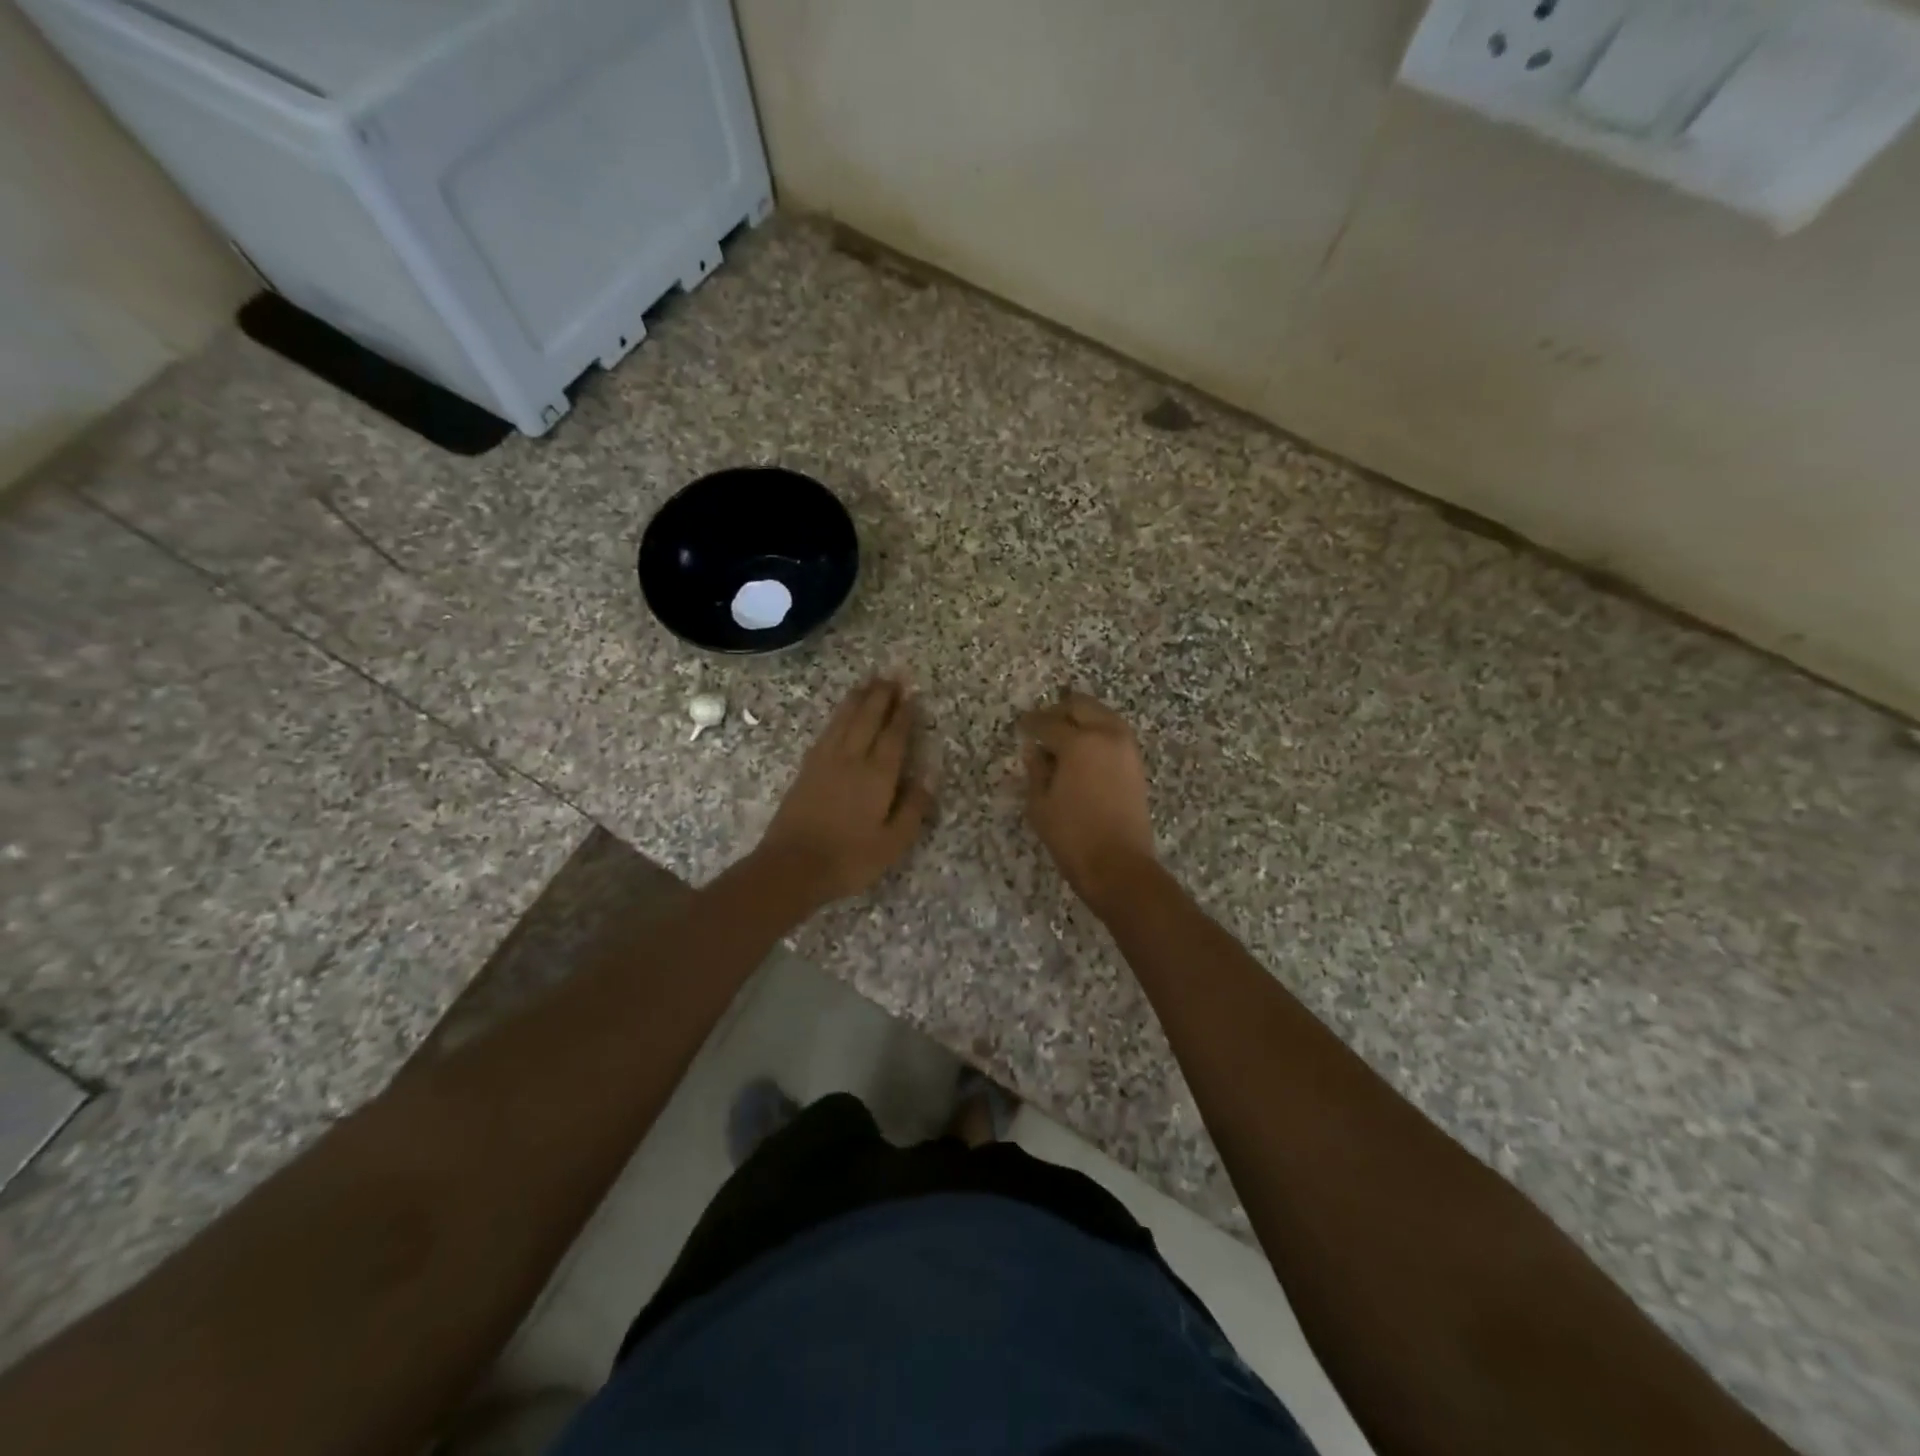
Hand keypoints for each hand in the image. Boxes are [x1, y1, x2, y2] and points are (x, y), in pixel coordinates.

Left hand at [754, 676, 934, 904]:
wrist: (791, 866)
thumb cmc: (849, 859)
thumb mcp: (893, 843)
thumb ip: (913, 809)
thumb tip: (928, 778)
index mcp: (877, 776)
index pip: (893, 736)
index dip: (903, 714)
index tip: (910, 694)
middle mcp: (851, 760)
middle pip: (867, 719)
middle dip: (880, 696)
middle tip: (891, 676)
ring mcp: (825, 762)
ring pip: (844, 720)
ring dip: (857, 699)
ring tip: (867, 683)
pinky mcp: (806, 770)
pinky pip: (826, 732)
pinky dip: (837, 717)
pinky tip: (840, 715)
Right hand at [1019, 690, 1158, 914]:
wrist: (1119, 865)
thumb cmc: (1072, 836)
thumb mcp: (1040, 804)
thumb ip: (1036, 770)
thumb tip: (1034, 750)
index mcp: (1079, 742)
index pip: (1048, 723)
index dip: (1030, 723)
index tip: (1020, 725)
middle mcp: (1107, 735)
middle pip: (1081, 706)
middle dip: (1059, 711)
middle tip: (1041, 724)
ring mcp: (1126, 748)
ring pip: (1102, 715)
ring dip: (1082, 718)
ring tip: (1062, 735)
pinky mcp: (1136, 764)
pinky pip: (1114, 733)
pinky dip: (1097, 732)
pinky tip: (1082, 750)